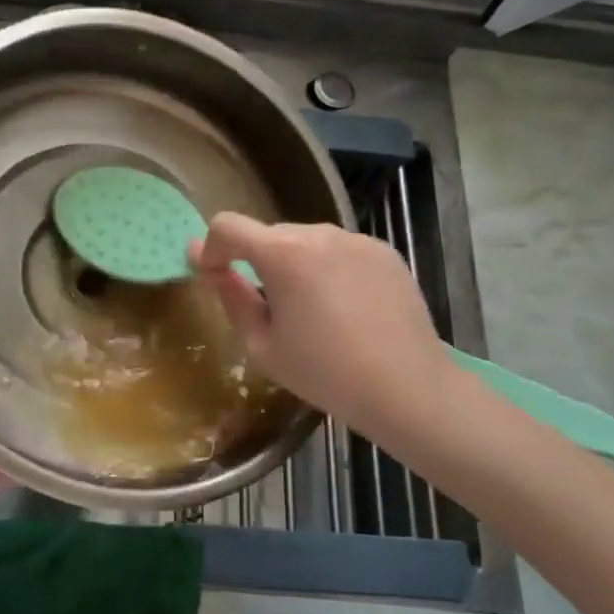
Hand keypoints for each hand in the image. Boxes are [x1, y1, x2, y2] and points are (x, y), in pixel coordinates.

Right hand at [190, 214, 465, 444]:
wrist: (406, 387)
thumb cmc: (324, 373)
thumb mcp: (262, 345)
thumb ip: (231, 297)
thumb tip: (207, 266)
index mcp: (283, 254)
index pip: (228, 226)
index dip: (211, 247)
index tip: (214, 276)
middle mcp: (319, 233)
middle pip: (269, 234)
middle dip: (256, 261)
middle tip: (267, 307)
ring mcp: (357, 239)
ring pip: (307, 241)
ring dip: (295, 264)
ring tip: (313, 312)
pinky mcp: (384, 252)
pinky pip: (340, 251)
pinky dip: (329, 269)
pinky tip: (346, 309)